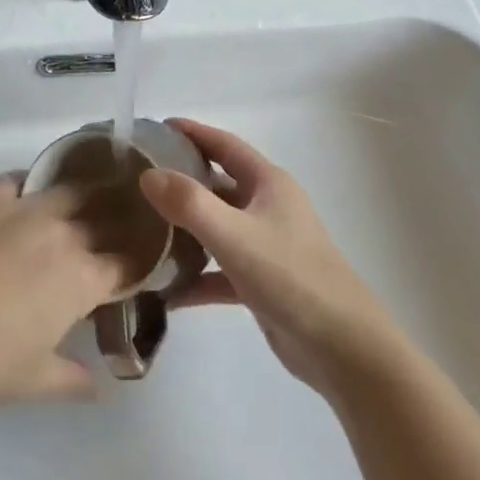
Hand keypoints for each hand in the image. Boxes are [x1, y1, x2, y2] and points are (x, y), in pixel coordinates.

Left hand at [0, 175, 128, 411]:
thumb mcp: (34, 381)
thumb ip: (74, 380)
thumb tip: (98, 387)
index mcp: (82, 278)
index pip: (128, 263)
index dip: (137, 264)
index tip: (134, 267)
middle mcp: (63, 233)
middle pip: (106, 217)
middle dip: (117, 225)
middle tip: (114, 231)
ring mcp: (24, 208)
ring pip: (70, 190)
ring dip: (83, 197)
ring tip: (81, 202)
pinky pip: (21, 179)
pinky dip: (31, 186)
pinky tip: (26, 197)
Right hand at [140, 119, 391, 396]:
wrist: (343, 349)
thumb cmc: (292, 278)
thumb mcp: (235, 235)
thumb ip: (189, 203)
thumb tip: (147, 174)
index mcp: (268, 184)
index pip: (224, 145)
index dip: (191, 132)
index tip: (153, 129)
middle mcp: (268, 207)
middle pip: (217, 184)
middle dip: (180, 180)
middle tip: (136, 181)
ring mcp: (266, 246)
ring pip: (216, 227)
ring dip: (183, 229)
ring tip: (140, 230)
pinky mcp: (261, 282)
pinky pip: (219, 271)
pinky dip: (195, 277)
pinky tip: (163, 291)